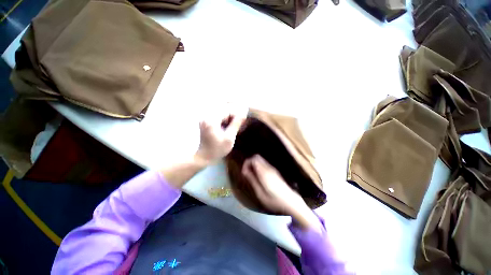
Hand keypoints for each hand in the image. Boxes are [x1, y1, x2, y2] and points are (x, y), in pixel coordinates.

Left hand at [195, 110, 245, 164]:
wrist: (204, 156)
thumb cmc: (218, 149)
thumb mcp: (229, 138)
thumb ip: (236, 124)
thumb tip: (244, 114)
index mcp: (212, 120)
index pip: (227, 110)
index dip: (237, 114)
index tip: (243, 120)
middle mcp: (207, 116)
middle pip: (224, 110)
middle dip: (233, 115)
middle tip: (240, 123)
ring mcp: (205, 118)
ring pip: (221, 113)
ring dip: (229, 118)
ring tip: (234, 126)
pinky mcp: (206, 121)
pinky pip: (218, 116)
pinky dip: (225, 120)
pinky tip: (228, 127)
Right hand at [241, 155, 304, 214]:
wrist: (291, 201)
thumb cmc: (274, 200)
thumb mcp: (260, 193)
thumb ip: (252, 180)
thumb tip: (245, 171)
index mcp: (264, 172)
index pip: (253, 158)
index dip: (246, 163)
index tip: (244, 172)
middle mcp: (268, 167)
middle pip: (257, 157)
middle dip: (249, 163)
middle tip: (246, 173)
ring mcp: (272, 169)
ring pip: (260, 160)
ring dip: (254, 165)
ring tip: (252, 176)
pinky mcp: (274, 171)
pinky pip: (264, 165)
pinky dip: (258, 167)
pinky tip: (259, 177)